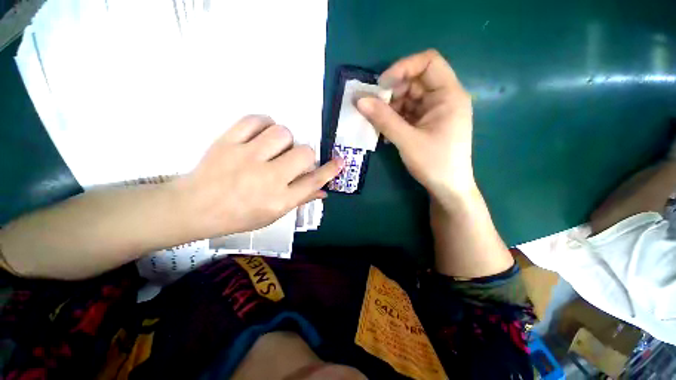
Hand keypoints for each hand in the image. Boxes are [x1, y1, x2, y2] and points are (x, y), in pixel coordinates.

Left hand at [174, 115, 342, 239]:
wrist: (195, 207)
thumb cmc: (238, 215)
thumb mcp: (274, 214)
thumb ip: (301, 199)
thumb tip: (324, 190)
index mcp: (280, 200)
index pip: (314, 181)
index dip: (330, 170)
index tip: (340, 161)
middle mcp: (268, 178)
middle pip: (304, 153)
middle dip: (305, 155)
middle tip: (292, 160)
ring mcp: (247, 157)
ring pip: (283, 133)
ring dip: (285, 140)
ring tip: (273, 148)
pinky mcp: (228, 142)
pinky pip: (256, 120)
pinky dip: (263, 124)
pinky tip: (260, 134)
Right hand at [357, 50, 475, 204]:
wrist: (448, 189)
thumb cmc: (434, 163)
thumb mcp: (407, 140)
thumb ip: (383, 119)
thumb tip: (359, 100)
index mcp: (448, 95)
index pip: (428, 62)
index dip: (403, 67)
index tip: (381, 85)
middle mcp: (443, 98)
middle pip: (415, 81)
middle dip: (392, 92)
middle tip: (373, 107)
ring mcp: (435, 112)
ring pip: (409, 98)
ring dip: (390, 107)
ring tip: (376, 122)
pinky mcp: (427, 124)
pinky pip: (408, 113)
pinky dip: (394, 118)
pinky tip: (384, 130)